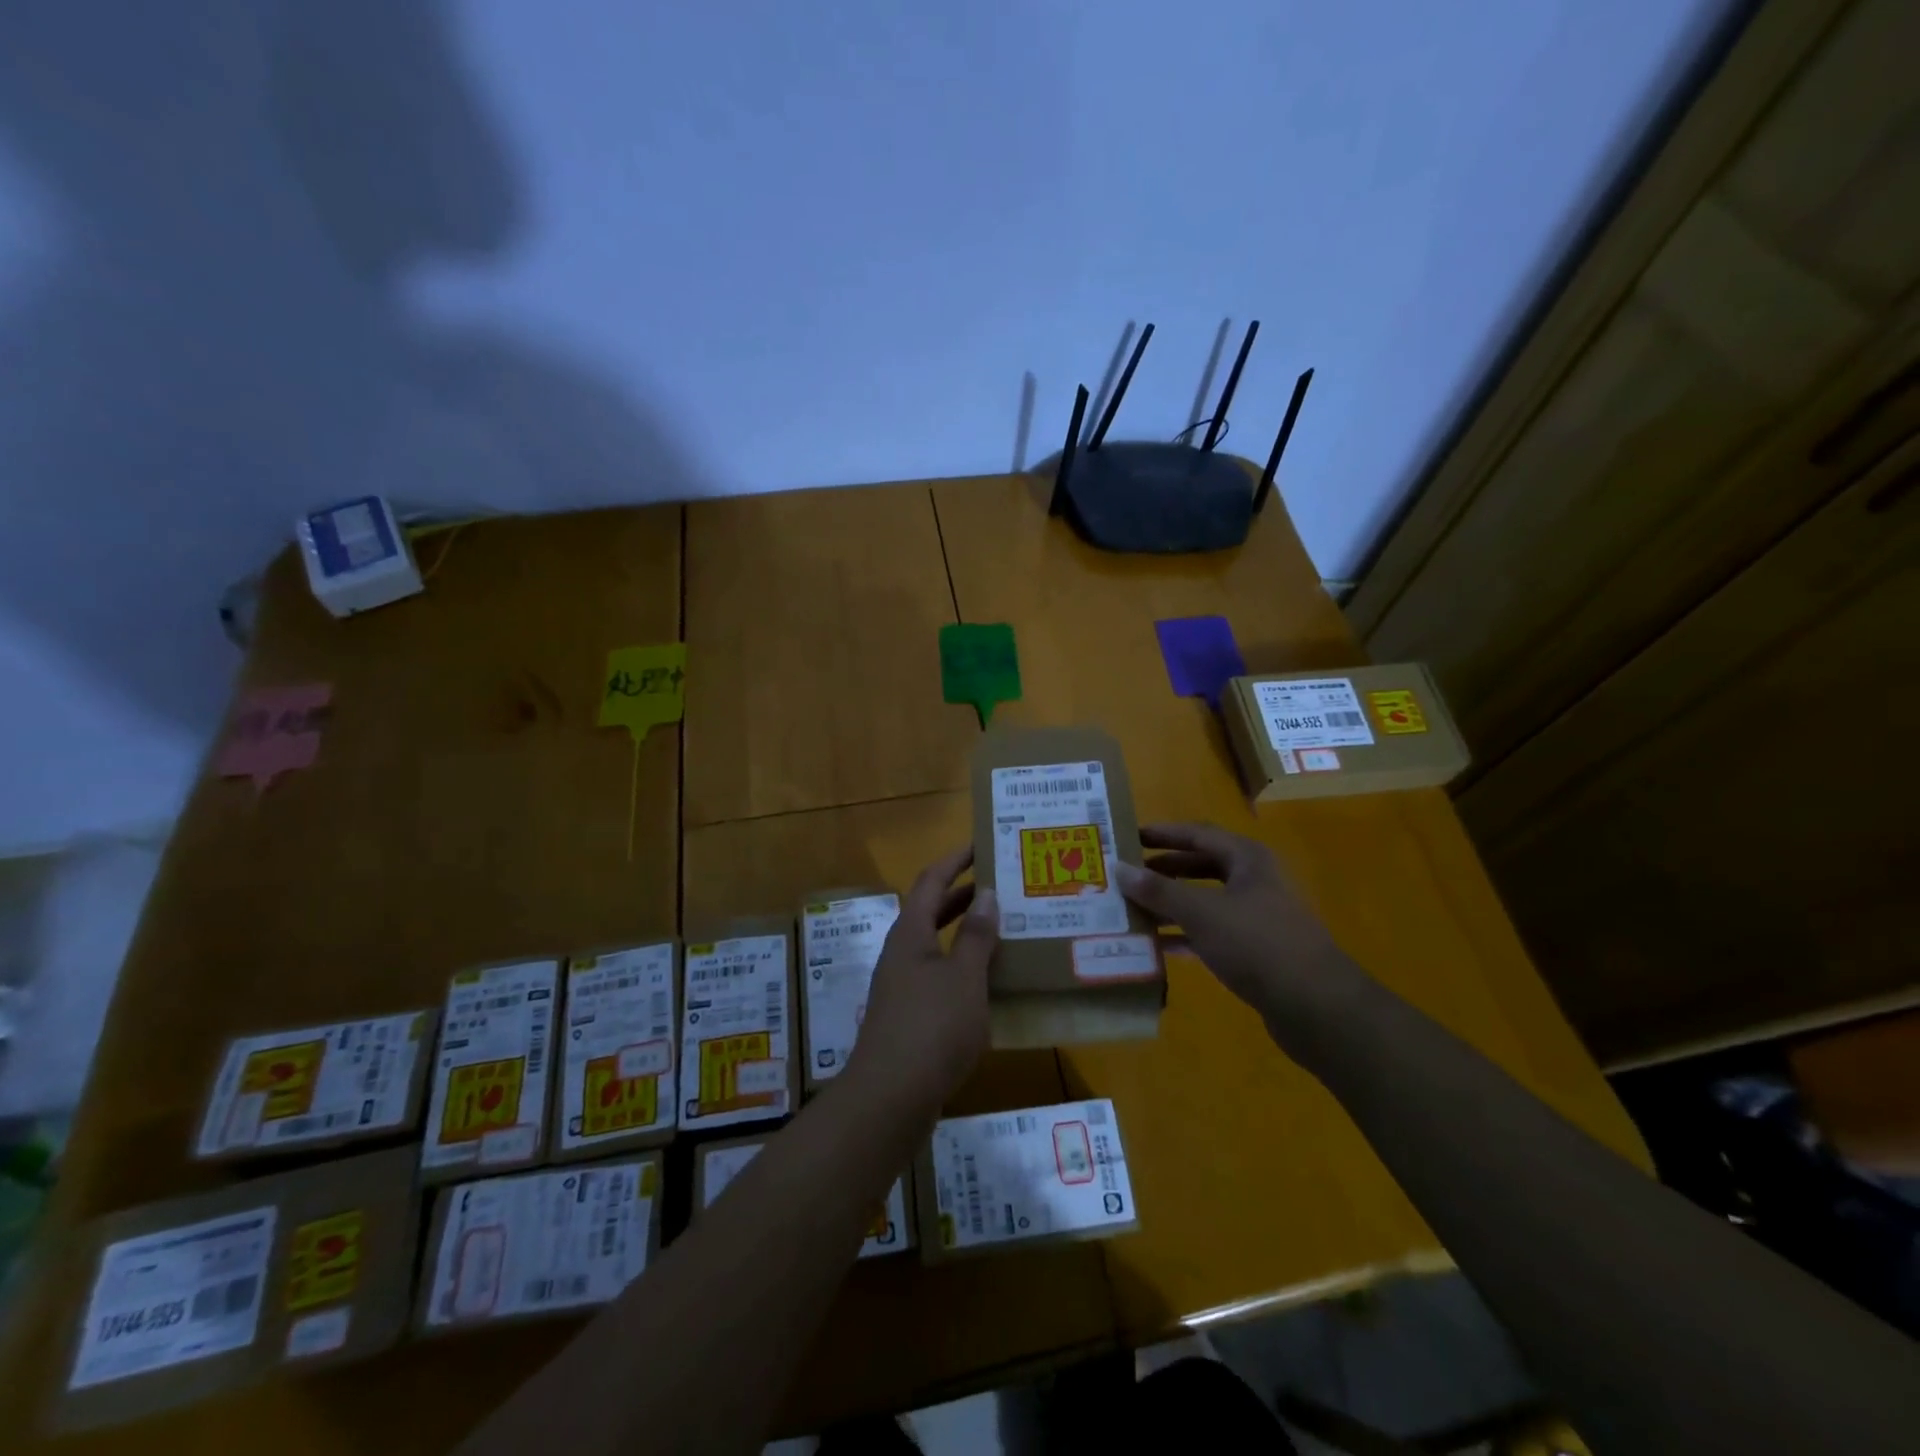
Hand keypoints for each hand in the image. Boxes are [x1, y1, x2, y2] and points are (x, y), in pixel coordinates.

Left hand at [848, 846, 997, 1111]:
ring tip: (1001, 929)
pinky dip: (962, 967)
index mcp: (910, 934)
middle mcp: (902, 953)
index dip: (954, 860)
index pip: (931, 881)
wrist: (890, 1098)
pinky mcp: (908, 1016)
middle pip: (930, 911)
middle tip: (1000, 885)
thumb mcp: (964, 978)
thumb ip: (976, 936)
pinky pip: (938, 976)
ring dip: (964, 933)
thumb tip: (985, 893)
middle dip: (962, 895)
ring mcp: (902, 986)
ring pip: (935, 945)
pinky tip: (988, 983)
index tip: (980, 845)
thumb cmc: (931, 1028)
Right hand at [1114, 823, 1366, 1036]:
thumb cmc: (1257, 943)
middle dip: (1163, 870)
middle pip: (1200, 867)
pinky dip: (1185, 936)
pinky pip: (1211, 934)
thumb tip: (1119, 869)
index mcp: (1247, 859)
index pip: (1198, 834)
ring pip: (1204, 902)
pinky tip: (1156, 946)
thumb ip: (1159, 891)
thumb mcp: (1201, 912)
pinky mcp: (1256, 951)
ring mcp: (1257, 917)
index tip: (1128, 837)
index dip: (1162, 834)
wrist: (1316, 1006)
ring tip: (1130, 909)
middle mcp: (1253, 882)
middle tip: (1125, 875)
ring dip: (1170, 905)